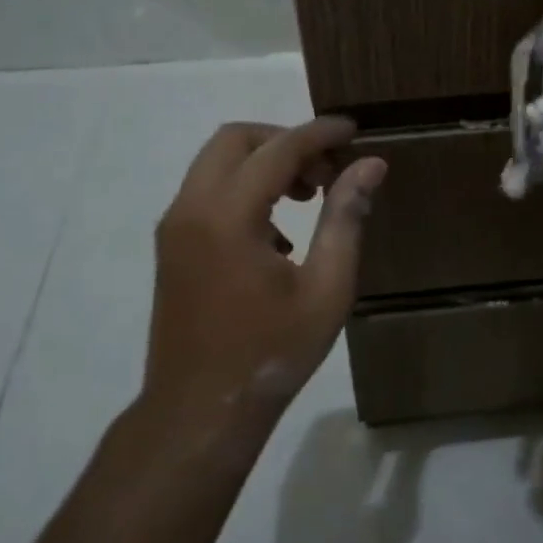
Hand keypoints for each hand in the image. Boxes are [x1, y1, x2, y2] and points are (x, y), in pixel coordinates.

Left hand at [144, 117, 386, 428]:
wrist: (199, 412)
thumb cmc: (271, 353)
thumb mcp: (326, 288)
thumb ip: (346, 218)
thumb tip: (370, 166)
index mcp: (228, 217)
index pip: (278, 149)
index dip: (319, 133)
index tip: (354, 129)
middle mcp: (192, 209)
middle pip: (236, 139)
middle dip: (285, 140)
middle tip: (327, 171)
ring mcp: (175, 226)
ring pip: (217, 162)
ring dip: (264, 162)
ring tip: (309, 196)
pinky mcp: (172, 245)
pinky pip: (208, 190)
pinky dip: (245, 187)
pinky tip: (280, 232)